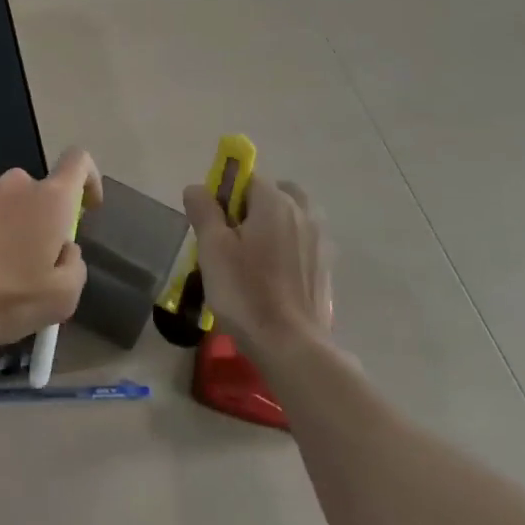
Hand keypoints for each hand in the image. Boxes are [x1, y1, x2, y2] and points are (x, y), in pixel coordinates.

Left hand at [0, 148, 100, 366]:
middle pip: (40, 193)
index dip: (89, 179)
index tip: (87, 208)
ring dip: (11, 231)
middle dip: (44, 221)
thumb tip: (64, 249)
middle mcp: (14, 186)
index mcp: (49, 199)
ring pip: (8, 207)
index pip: (79, 161)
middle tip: (35, 265)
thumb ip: (74, 264)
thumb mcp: (62, 297)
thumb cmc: (6, 299)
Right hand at [182, 174, 331, 353]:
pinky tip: (272, 277)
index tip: (214, 223)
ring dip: (274, 224)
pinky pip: (303, 242)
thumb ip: (204, 211)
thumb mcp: (212, 248)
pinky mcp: (326, 267)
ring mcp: (319, 240)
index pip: (246, 178)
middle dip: (254, 205)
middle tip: (233, 237)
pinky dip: (288, 247)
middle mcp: (302, 212)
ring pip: (292, 217)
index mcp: (274, 202)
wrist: (292, 346)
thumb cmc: (245, 291)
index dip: (225, 195)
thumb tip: (197, 187)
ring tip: (253, 257)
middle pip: (275, 193)